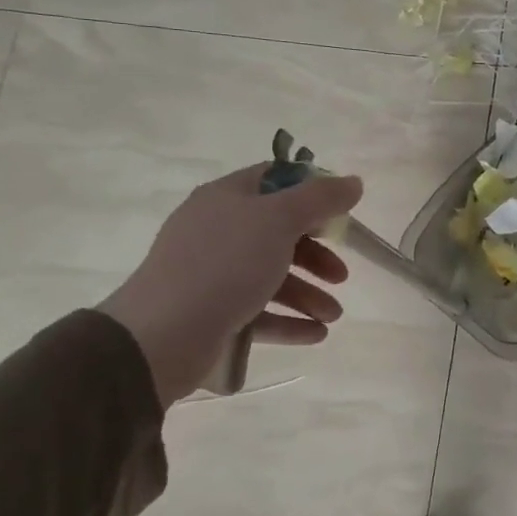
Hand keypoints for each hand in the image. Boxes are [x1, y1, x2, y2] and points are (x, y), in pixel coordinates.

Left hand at [98, 164, 363, 405]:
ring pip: (271, 277)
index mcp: (226, 199)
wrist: (163, 335)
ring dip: (308, 294)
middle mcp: (217, 231)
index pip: (274, 180)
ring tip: (333, 317)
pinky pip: (259, 312)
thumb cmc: (225, 264)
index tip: (340, 213)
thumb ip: (320, 199)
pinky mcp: (211, 313)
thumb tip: (353, 182)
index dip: (310, 192)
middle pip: (278, 234)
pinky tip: (316, 334)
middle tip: (342, 275)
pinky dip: (289, 321)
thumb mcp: (279, 220)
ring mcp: (212, 274)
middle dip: (316, 256)